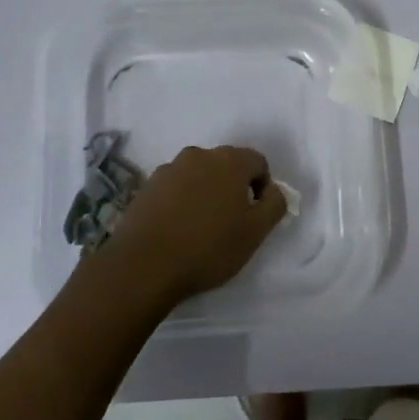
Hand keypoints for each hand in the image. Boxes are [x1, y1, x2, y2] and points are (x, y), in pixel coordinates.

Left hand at [104, 145, 286, 304]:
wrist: (143, 265)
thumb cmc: (208, 247)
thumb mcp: (256, 232)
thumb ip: (275, 204)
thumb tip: (272, 191)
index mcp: (229, 160)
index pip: (258, 162)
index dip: (262, 188)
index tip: (254, 216)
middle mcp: (199, 155)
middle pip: (227, 165)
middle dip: (233, 188)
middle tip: (230, 222)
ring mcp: (169, 168)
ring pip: (199, 175)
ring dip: (206, 193)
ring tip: (200, 227)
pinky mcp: (147, 186)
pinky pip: (175, 187)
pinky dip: (181, 201)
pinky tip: (177, 229)